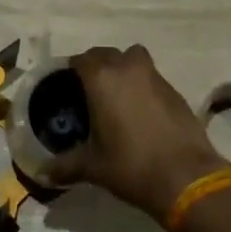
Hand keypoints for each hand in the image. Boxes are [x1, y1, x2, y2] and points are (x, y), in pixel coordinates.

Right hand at [42, 45, 229, 216]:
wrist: (186, 177)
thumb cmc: (131, 165)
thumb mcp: (93, 167)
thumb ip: (65, 166)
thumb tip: (44, 173)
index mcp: (102, 78)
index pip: (81, 59)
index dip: (72, 70)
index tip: (67, 86)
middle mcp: (127, 68)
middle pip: (106, 54)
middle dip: (96, 67)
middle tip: (89, 92)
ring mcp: (155, 76)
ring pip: (133, 60)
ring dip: (123, 70)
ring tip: (117, 97)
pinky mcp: (175, 90)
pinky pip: (151, 77)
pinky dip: (143, 86)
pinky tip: (141, 113)